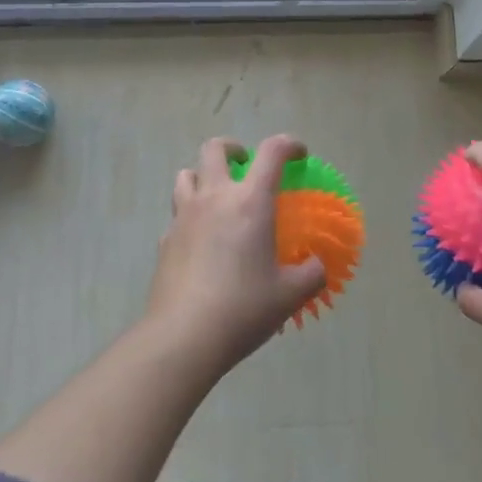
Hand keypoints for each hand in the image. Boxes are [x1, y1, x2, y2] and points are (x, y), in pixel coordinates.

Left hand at [144, 134, 327, 374]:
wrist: (183, 337)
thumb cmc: (243, 308)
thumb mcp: (289, 295)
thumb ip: (311, 274)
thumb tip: (317, 266)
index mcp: (250, 202)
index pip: (272, 152)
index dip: (289, 145)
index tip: (299, 155)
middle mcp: (214, 198)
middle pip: (215, 149)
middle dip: (233, 148)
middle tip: (246, 165)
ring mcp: (184, 217)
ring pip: (186, 174)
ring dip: (204, 176)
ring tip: (219, 196)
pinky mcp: (165, 240)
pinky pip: (177, 214)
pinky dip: (190, 215)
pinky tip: (201, 240)